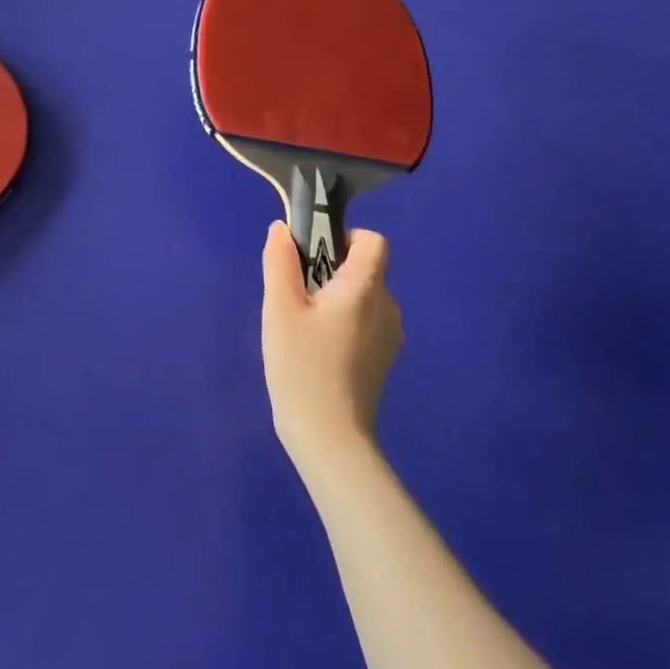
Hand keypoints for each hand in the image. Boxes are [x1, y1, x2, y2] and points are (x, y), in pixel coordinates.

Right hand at [261, 221, 401, 471]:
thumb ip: (280, 263)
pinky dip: (343, 323)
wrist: (330, 439)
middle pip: (363, 269)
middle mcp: (388, 306)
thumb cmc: (302, 367)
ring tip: (303, 329)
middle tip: (295, 299)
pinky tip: (317, 352)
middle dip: (329, 272)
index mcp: (366, 288)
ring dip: (335, 299)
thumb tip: (282, 229)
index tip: (312, 257)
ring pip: (362, 297)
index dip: (344, 238)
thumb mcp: (279, 309)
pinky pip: (365, 322)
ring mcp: (390, 336)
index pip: (373, 240)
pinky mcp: (384, 359)